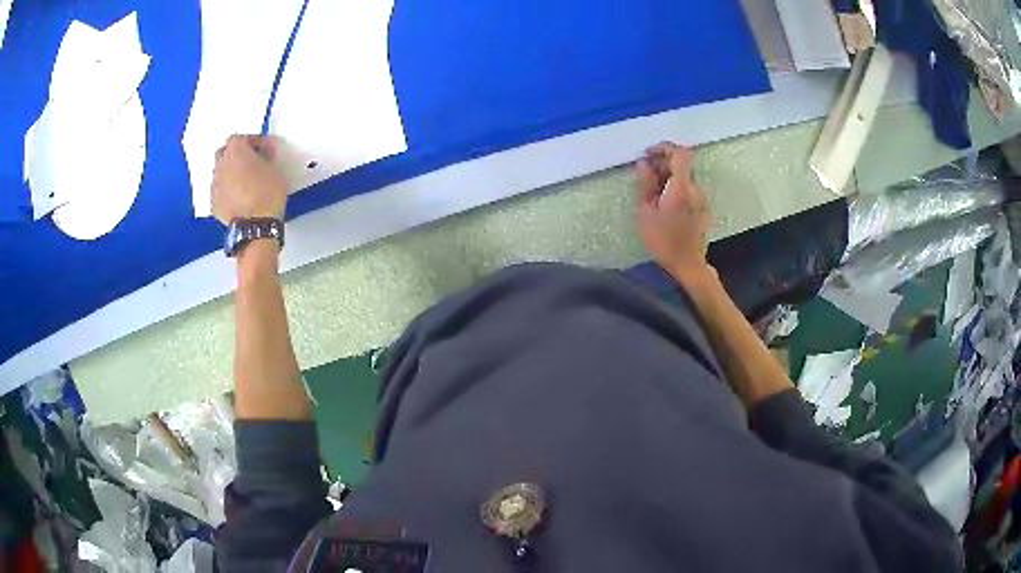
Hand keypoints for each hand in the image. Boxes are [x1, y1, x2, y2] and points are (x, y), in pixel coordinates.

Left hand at [212, 135, 286, 225]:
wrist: (256, 225)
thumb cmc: (266, 195)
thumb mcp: (275, 169)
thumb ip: (268, 155)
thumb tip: (266, 150)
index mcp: (236, 151)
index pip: (241, 137)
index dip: (252, 141)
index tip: (263, 147)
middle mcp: (222, 165)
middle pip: (225, 152)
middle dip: (236, 154)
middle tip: (250, 161)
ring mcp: (216, 185)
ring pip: (220, 172)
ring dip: (230, 173)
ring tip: (244, 180)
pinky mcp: (214, 203)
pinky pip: (219, 191)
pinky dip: (226, 191)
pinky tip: (238, 197)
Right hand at [635, 142, 713, 286]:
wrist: (688, 264)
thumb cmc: (663, 241)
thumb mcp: (645, 212)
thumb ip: (645, 184)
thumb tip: (644, 163)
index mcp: (681, 188)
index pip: (680, 153)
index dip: (665, 148)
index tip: (649, 154)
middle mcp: (695, 189)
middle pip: (682, 164)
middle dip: (664, 163)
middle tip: (647, 175)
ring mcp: (702, 198)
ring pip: (685, 176)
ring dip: (669, 176)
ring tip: (654, 192)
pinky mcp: (704, 206)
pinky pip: (689, 188)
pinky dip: (677, 187)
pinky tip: (666, 203)